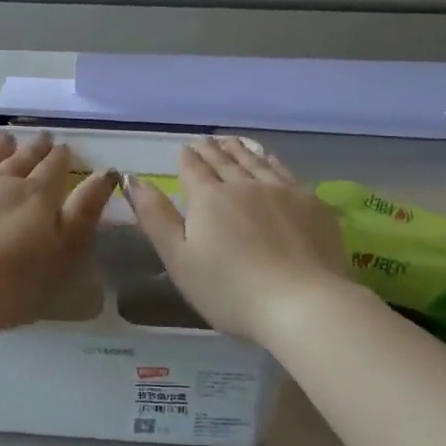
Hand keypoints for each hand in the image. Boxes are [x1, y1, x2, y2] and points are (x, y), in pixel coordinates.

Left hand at [0, 132, 118, 335]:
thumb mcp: (61, 255)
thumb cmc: (9, 285)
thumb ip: (84, 213)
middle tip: (42, 137)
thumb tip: (106, 173)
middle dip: (34, 148)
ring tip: (7, 137)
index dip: (61, 157)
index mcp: (36, 196)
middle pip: (22, 159)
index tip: (65, 147)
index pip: (54, 168)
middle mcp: (2, 180)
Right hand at [126, 137, 350, 341]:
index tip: (184, 148)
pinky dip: (271, 161)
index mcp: (209, 198)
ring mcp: (281, 190)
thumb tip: (134, 179)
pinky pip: (285, 171)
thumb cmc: (230, 290)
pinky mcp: (311, 203)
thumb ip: (155, 217)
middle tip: (204, 141)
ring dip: (239, 150)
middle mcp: (244, 184)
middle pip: (224, 161)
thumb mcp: (179, 260)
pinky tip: (270, 160)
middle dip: (210, 150)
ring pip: (255, 161)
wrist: (303, 303)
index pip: (193, 169)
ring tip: (231, 142)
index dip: (186, 158)